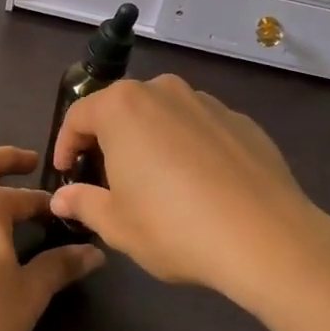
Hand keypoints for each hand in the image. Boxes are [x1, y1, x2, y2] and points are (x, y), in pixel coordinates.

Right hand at [47, 75, 329, 311]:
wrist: (267, 238)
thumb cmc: (174, 227)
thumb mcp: (116, 224)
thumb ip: (82, 203)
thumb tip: (61, 198)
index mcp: (123, 107)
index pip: (78, 115)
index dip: (66, 146)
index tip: (66, 174)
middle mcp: (163, 91)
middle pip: (121, 108)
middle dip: (108, 139)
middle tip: (106, 177)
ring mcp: (207, 103)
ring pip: (163, 114)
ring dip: (149, 139)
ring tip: (155, 180)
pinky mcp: (242, 121)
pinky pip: (200, 128)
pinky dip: (189, 147)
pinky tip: (199, 185)